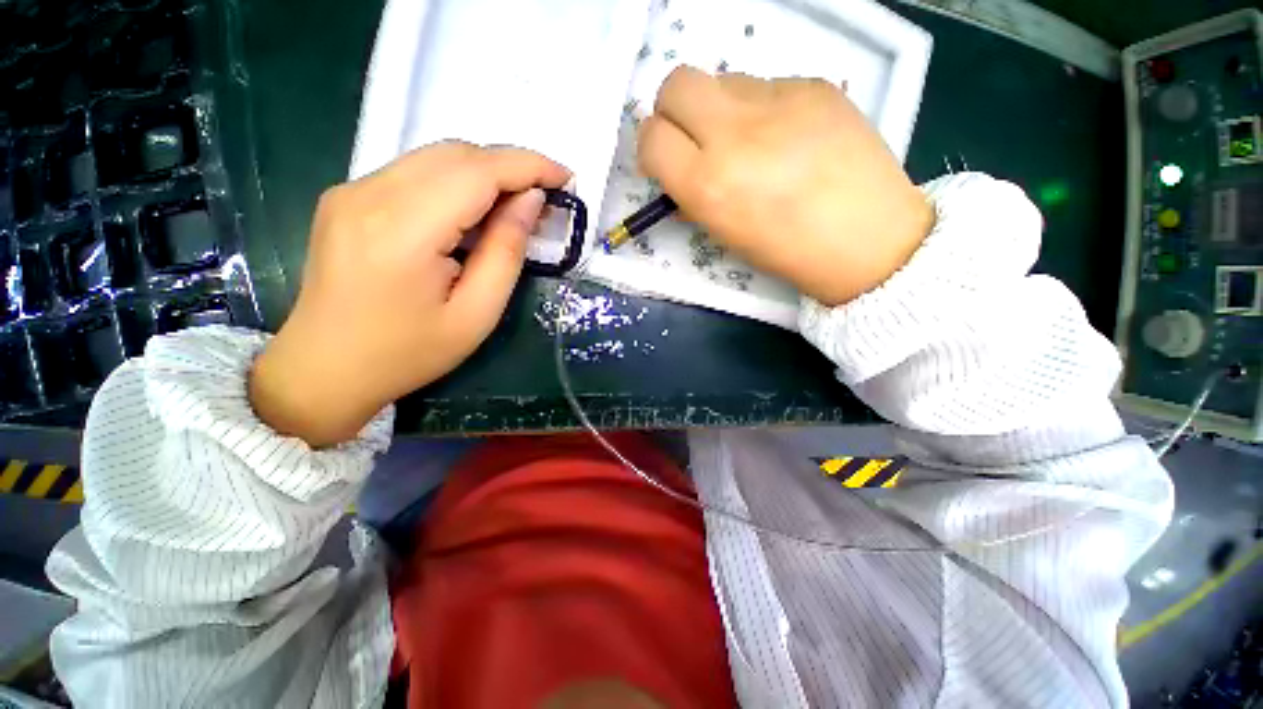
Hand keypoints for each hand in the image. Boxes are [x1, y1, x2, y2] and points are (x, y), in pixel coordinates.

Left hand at [249, 142, 569, 446]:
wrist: (324, 368)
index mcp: (403, 231)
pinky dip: (455, 181)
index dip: (527, 166)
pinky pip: (414, 172)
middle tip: (544, 197)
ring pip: (434, 157)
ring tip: (514, 205)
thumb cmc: (408, 353)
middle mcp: (369, 194)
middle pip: (455, 154)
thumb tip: (530, 201)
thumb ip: (505, 252)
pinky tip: (472, 211)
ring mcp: (351, 191)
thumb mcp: (476, 314)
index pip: (476, 171)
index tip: (565, 177)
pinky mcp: (346, 197)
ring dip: (484, 172)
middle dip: (510, 166)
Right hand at [638, 66, 934, 306]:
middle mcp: (734, 133)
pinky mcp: (813, 84)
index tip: (665, 160)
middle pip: (676, 83)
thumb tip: (680, 170)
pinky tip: (788, 137)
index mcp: (707, 184)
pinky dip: (764, 108)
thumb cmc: (785, 250)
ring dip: (721, 109)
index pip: (651, 137)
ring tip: (751, 141)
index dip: (652, 147)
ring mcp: (778, 100)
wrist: (866, 238)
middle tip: (694, 136)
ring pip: (723, 80)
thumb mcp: (724, 233)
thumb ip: (693, 196)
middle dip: (674, 109)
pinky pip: (767, 85)